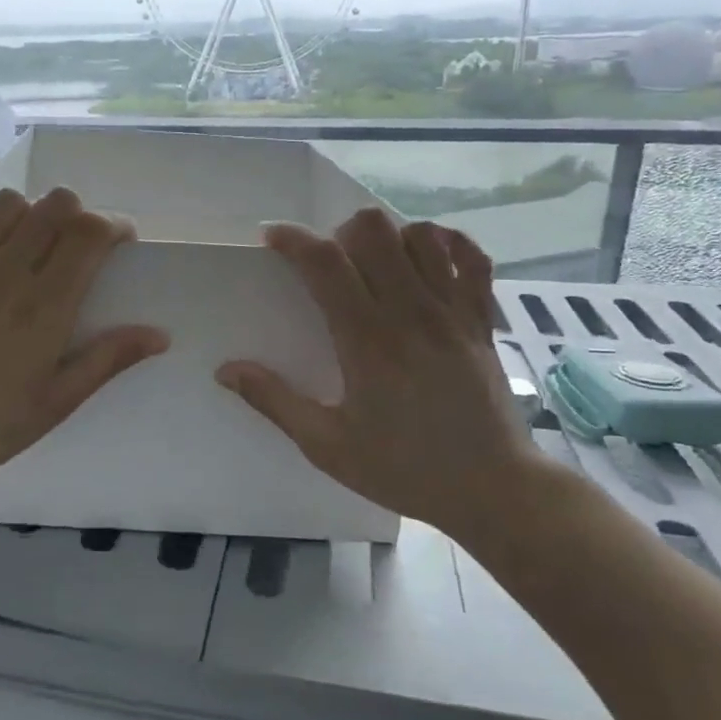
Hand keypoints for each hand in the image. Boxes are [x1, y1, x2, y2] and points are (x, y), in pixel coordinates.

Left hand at [0, 187, 168, 510]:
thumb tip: (160, 334)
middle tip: (78, 249)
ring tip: (30, 245)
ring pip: (6, 202)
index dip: (115, 225)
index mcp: (45, 305)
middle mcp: (5, 272)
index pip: (89, 231)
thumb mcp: (60, 400)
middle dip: (78, 215)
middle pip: (55, 204)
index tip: (121, 244)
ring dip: (29, 214)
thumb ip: (109, 359)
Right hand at [216, 210, 541, 538]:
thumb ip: (275, 401)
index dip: (293, 239)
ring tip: (373, 265)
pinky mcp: (481, 319)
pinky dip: (446, 245)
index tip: (272, 238)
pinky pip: (471, 257)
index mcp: (367, 339)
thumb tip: (226, 370)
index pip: (325, 262)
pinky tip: (427, 261)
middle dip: (339, 233)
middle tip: (329, 264)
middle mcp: (410, 311)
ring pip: (419, 234)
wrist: (494, 489)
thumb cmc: (405, 469)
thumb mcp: (328, 446)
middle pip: (373, 229)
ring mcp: (452, 310)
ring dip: (388, 238)